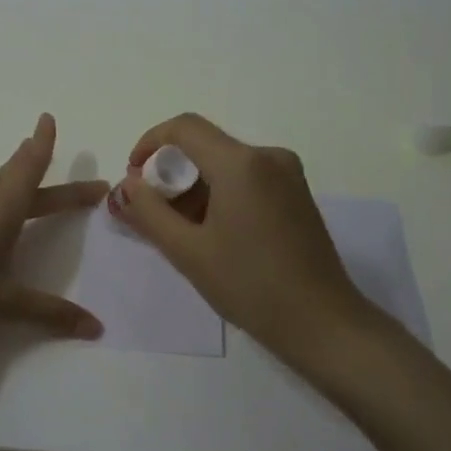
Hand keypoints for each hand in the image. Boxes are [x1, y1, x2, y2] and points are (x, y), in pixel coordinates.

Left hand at [0, 113, 107, 338]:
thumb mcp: (4, 303)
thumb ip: (49, 312)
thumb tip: (96, 327)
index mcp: (4, 211)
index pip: (32, 171)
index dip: (45, 146)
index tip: (49, 118)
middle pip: (20, 179)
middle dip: (47, 176)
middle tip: (78, 181)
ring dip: (8, 171)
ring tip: (21, 151)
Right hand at [116, 113, 381, 363]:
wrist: (322, 323)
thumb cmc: (250, 285)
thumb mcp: (187, 251)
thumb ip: (148, 211)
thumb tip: (127, 184)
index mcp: (241, 163)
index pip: (184, 128)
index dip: (150, 144)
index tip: (133, 178)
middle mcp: (268, 156)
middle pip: (205, 146)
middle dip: (171, 173)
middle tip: (151, 214)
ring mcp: (288, 174)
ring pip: (225, 164)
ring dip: (194, 188)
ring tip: (179, 231)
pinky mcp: (296, 194)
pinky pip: (246, 179)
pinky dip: (220, 195)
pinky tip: (212, 234)